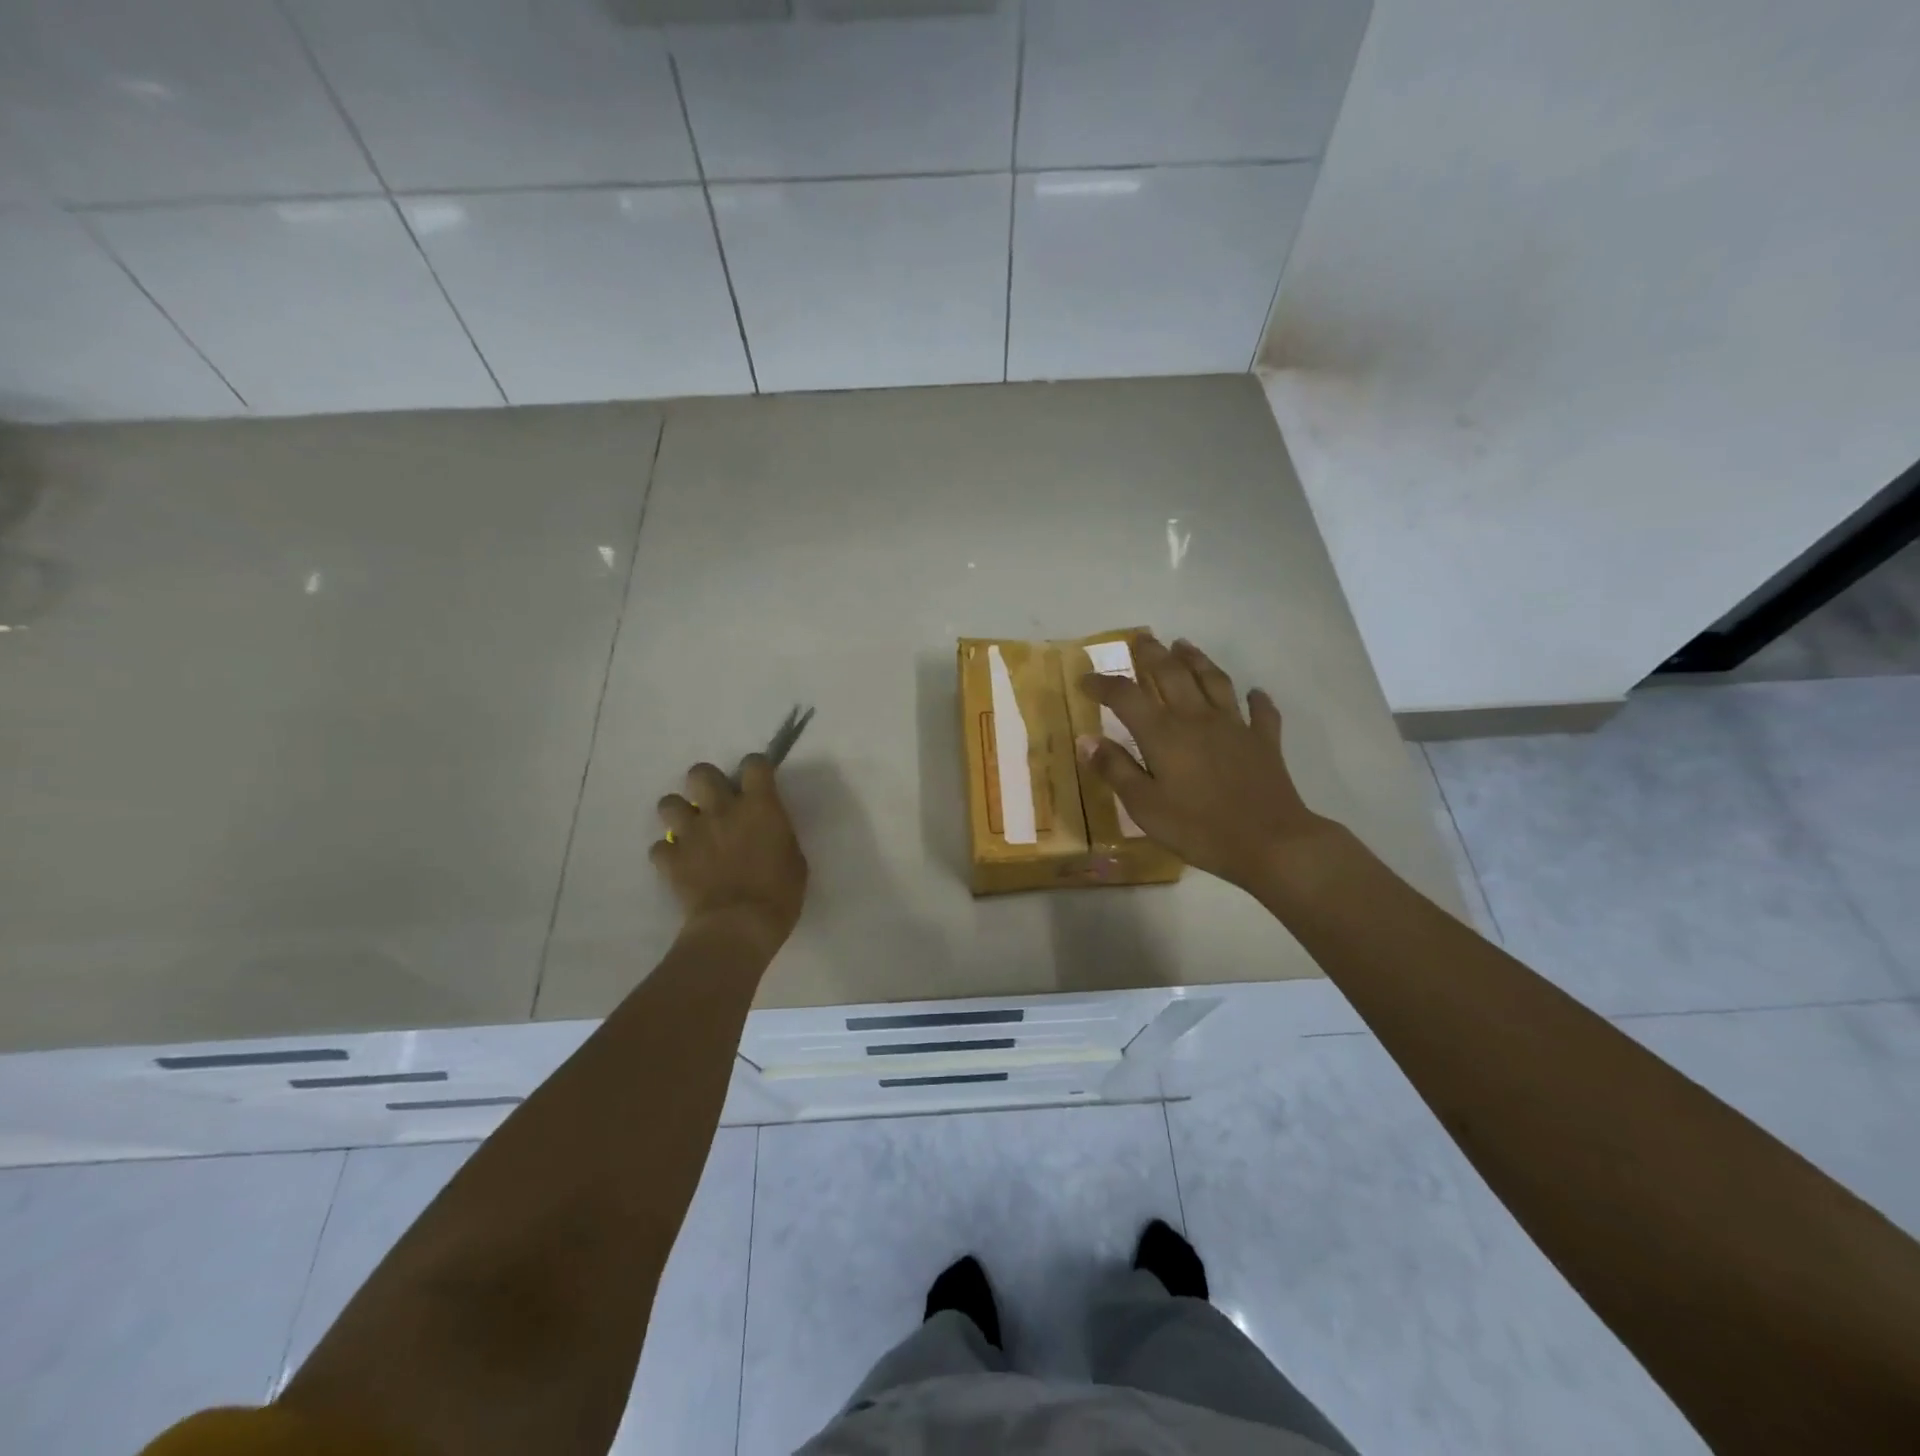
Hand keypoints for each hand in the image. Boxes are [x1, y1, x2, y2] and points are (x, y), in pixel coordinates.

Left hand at [651, 756, 807, 949]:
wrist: (739, 926)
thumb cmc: (780, 893)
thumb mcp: (794, 858)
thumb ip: (777, 834)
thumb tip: (767, 830)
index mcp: (759, 806)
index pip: (754, 764)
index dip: (754, 769)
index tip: (757, 784)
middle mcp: (721, 809)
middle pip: (700, 773)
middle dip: (706, 784)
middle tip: (716, 804)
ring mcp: (691, 833)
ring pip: (668, 803)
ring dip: (679, 814)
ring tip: (691, 831)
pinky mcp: (671, 859)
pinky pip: (659, 847)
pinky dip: (668, 854)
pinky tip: (680, 865)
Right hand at [1079, 635, 1336, 892]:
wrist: (1270, 843)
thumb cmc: (1199, 828)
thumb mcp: (1145, 806)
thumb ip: (1115, 769)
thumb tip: (1087, 739)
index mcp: (1164, 734)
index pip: (1125, 696)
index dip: (1102, 684)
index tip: (1084, 679)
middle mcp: (1197, 718)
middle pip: (1171, 674)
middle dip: (1152, 654)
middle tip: (1140, 638)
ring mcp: (1235, 727)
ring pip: (1214, 681)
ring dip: (1197, 659)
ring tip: (1184, 645)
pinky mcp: (1264, 742)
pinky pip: (1261, 712)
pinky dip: (1256, 700)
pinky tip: (1254, 693)